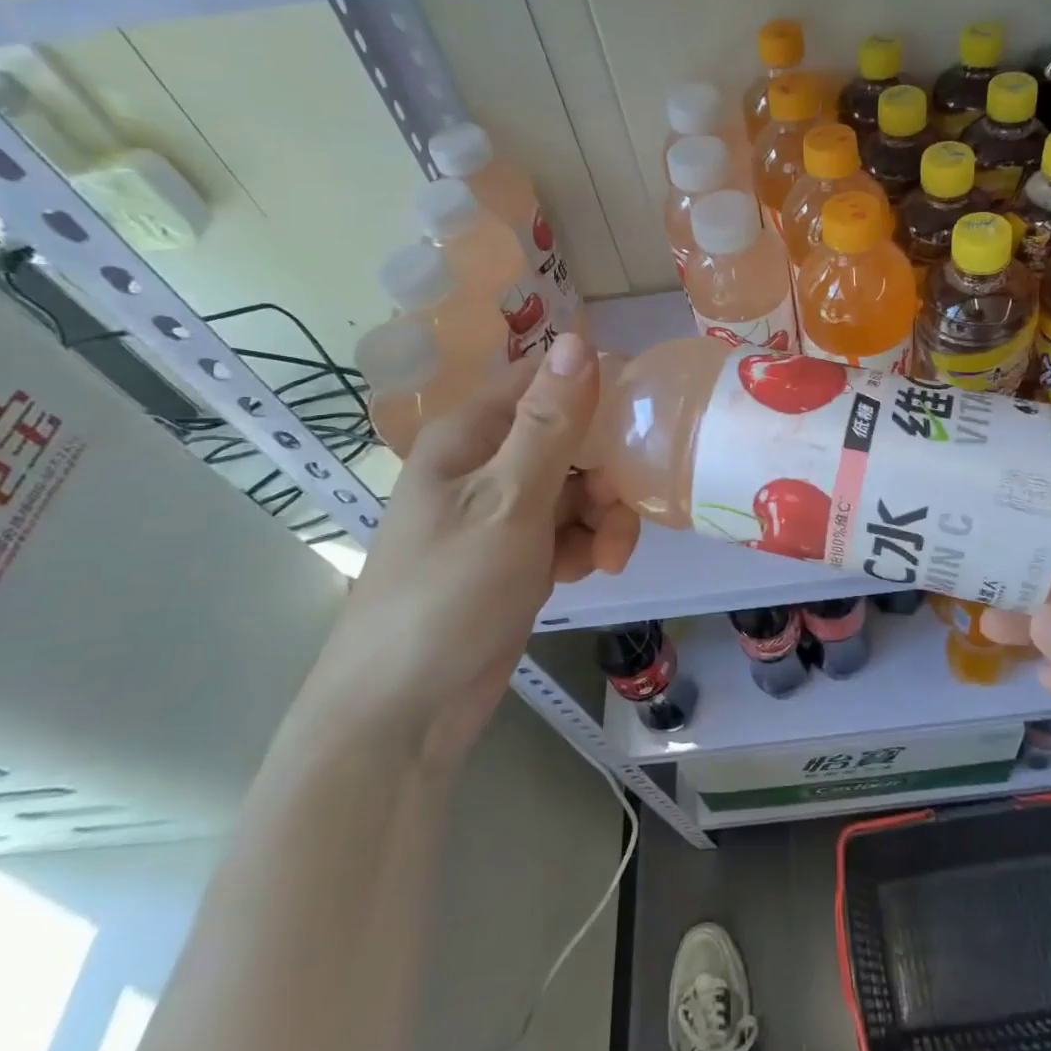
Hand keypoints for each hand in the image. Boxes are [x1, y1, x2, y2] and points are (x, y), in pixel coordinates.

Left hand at [300, 335, 640, 766]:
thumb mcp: (509, 501)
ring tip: (608, 558)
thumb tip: (578, 338)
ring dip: (603, 516)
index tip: (646, 418)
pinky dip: (586, 546)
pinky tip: (586, 574)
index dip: (597, 389)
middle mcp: (486, 463)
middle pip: (570, 437)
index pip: (545, 379)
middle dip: (606, 470)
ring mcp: (502, 511)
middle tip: (620, 509)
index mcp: (472, 434)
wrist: (405, 712)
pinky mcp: (516, 555)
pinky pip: (568, 529)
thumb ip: (550, 423)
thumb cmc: (449, 594)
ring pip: (577, 487)